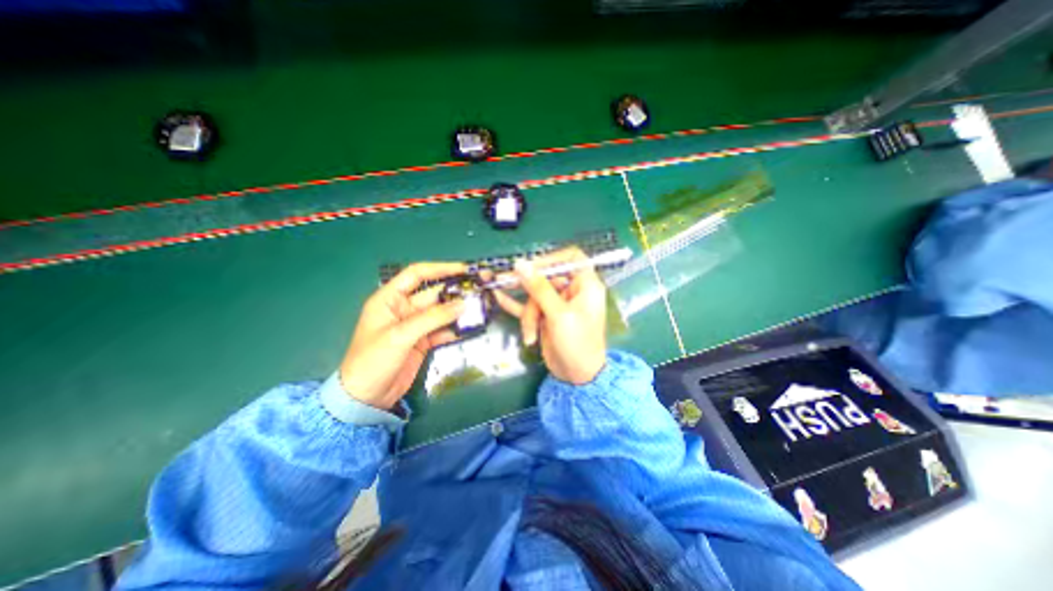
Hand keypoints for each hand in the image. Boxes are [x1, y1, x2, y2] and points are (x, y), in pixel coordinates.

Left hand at [339, 263, 465, 410]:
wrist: (366, 398)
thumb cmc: (373, 361)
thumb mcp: (400, 336)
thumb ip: (432, 318)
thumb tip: (463, 304)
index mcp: (390, 299)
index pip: (417, 274)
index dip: (440, 268)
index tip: (463, 269)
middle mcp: (404, 309)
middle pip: (433, 294)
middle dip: (455, 292)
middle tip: (479, 290)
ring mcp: (415, 326)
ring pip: (441, 312)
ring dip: (458, 311)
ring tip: (480, 307)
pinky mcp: (423, 341)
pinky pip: (443, 330)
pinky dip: (455, 328)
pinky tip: (470, 327)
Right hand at [495, 248, 609, 384]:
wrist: (576, 377)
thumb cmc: (577, 344)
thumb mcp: (558, 315)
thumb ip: (539, 288)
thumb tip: (520, 264)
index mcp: (585, 285)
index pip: (570, 258)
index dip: (551, 258)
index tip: (531, 265)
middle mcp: (572, 290)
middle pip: (546, 277)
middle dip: (529, 290)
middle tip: (501, 280)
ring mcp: (557, 303)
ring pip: (535, 295)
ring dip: (528, 314)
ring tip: (529, 333)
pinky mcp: (546, 315)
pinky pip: (528, 305)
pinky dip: (515, 305)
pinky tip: (498, 297)